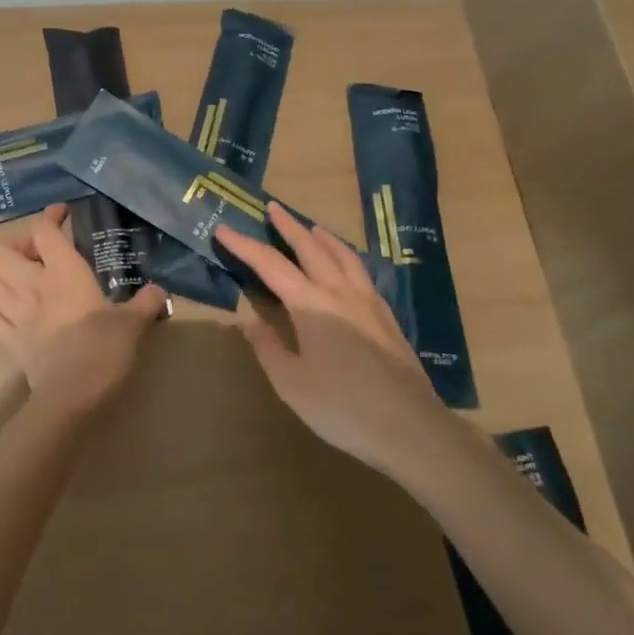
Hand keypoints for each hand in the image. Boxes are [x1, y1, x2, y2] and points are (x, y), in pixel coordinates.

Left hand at [0, 204, 165, 415]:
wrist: (72, 397)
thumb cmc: (104, 349)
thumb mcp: (133, 323)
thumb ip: (146, 303)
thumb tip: (160, 292)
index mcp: (63, 273)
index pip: (44, 231)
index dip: (50, 217)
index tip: (62, 214)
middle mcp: (32, 286)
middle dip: (14, 245)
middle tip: (37, 253)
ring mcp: (15, 315)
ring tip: (20, 279)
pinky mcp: (9, 343)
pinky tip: (10, 312)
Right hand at [216, 205, 453, 479]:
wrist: (410, 426)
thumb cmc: (342, 407)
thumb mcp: (291, 383)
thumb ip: (268, 346)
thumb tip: (248, 318)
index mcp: (311, 304)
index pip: (270, 265)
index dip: (244, 245)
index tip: (223, 229)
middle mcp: (339, 292)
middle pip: (310, 248)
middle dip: (288, 226)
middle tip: (273, 207)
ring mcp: (368, 302)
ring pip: (342, 255)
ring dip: (322, 237)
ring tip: (311, 227)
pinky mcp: (386, 316)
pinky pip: (361, 272)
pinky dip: (345, 256)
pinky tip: (346, 267)